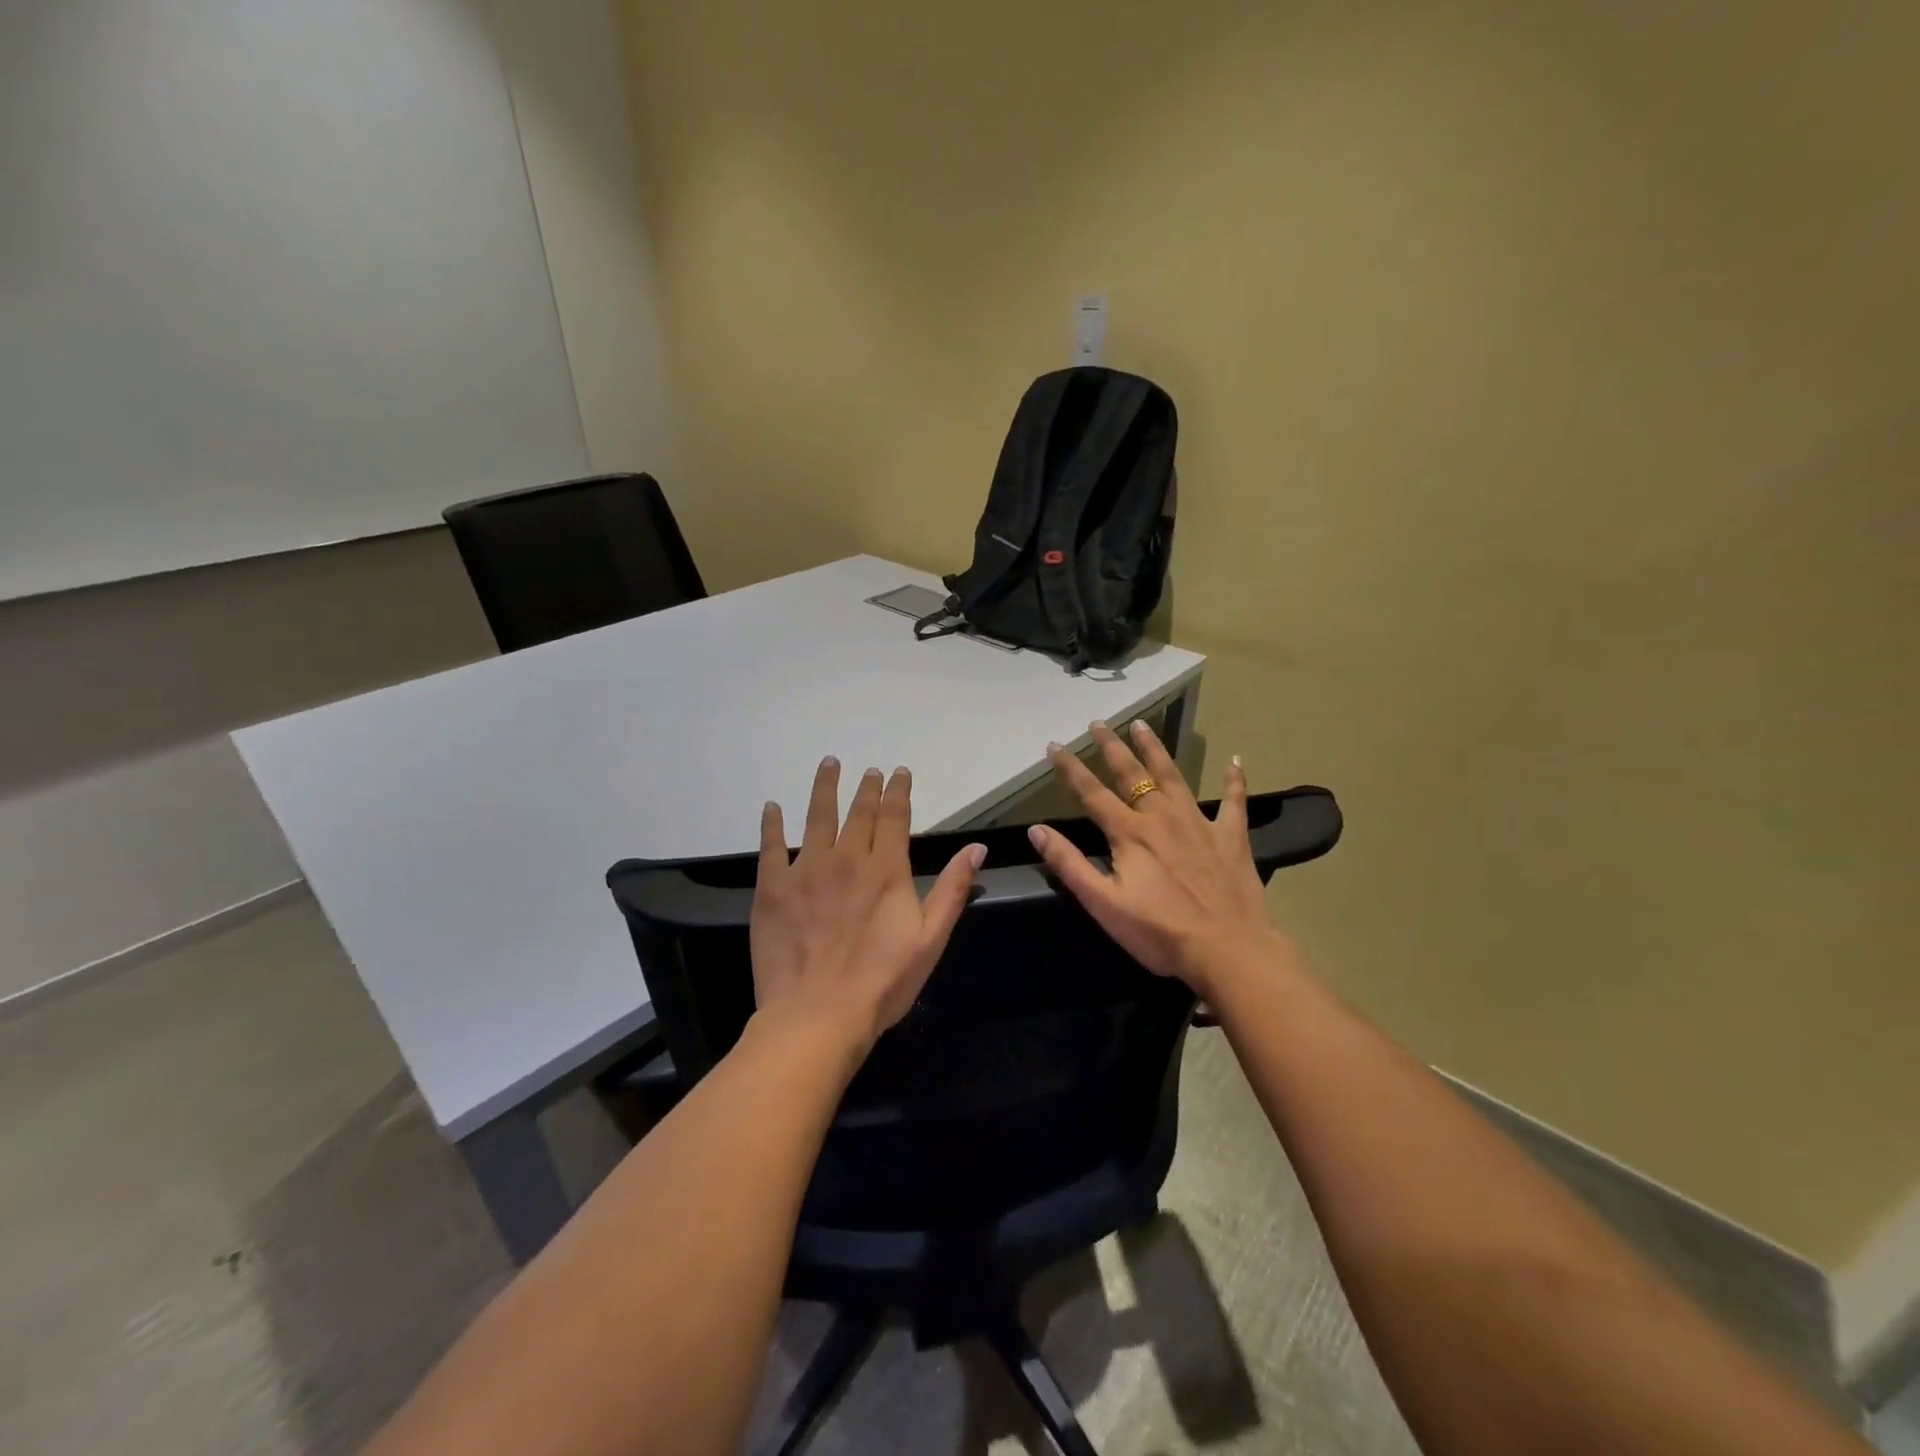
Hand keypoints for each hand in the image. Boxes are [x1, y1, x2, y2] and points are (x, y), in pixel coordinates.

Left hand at [751, 757, 985, 1052]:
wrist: (819, 1015)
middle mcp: (846, 858)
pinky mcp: (772, 888)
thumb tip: (976, 847)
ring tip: (829, 765)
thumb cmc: (883, 982)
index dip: (898, 792)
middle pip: (858, 812)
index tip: (898, 772)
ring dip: (824, 788)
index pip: (894, 817)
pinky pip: (771, 847)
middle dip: (867, 788)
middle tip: (870, 770)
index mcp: (886, 869)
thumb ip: (952, 889)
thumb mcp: (931, 939)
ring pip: (816, 817)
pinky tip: (771, 808)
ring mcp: (805, 870)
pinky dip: (771, 825)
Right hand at [1027, 720, 1285, 996]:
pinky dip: (1234, 780)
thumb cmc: (1160, 932)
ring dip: (1155, 749)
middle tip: (1098, 723)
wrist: (1229, 949)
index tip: (1054, 745)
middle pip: (1132, 774)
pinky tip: (1236, 760)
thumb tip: (1037, 830)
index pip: (1092, 793)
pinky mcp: (1230, 837)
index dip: (1070, 768)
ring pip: (1173, 776)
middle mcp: (1161, 817)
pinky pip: (1234, 801)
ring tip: (1142, 725)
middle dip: (1111, 747)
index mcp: (1129, 833)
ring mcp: (1199, 823)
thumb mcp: (1104, 903)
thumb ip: (1069, 864)